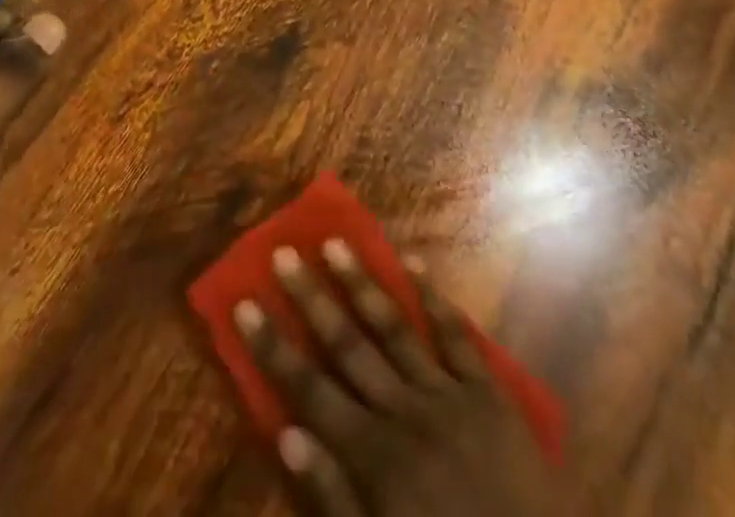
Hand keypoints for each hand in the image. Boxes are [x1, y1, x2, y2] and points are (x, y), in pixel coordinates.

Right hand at [234, 243, 563, 516]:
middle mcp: (405, 412)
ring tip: (336, 242)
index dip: (273, 346)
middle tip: (284, 253)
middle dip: (311, 298)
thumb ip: (333, 499)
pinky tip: (412, 261)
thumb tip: (286, 434)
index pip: (309, 389)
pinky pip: (457, 335)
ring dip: (362, 283)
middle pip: (347, 345)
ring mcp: (449, 395)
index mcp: (375, 457)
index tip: (245, 303)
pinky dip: (434, 296)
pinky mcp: (489, 391)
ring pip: (395, 327)